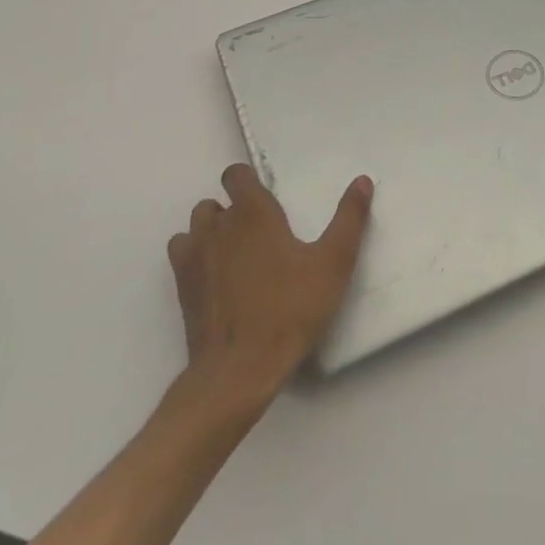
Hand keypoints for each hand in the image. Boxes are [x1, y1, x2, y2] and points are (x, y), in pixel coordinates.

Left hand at [167, 165, 373, 401]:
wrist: (239, 370)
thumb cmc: (290, 309)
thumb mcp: (333, 263)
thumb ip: (349, 218)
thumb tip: (362, 180)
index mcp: (253, 213)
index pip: (236, 175)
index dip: (248, 180)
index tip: (268, 198)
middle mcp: (218, 226)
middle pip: (216, 201)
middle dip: (234, 210)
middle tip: (262, 234)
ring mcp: (194, 256)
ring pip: (196, 226)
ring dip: (212, 231)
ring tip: (238, 254)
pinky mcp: (181, 287)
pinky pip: (182, 255)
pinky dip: (196, 256)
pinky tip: (217, 276)